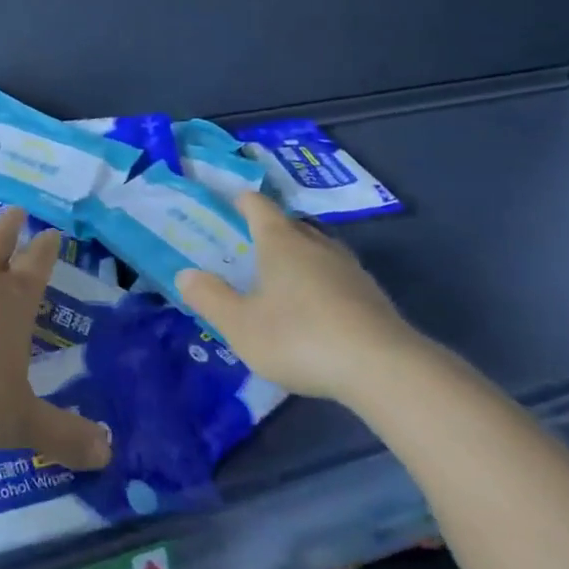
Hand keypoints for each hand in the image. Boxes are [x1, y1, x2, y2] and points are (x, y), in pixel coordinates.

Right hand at [174, 190, 433, 403]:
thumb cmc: (299, 337)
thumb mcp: (241, 325)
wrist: (382, 368)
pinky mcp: (371, 295)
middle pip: (290, 224)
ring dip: (298, 254)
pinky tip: (314, 306)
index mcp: (280, 243)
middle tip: (249, 243)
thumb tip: (185, 274)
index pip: (259, 206)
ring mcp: (349, 268)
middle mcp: (316, 245)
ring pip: (317, 248)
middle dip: (270, 229)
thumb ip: (211, 298)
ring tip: (281, 274)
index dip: (243, 201)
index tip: (232, 200)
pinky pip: (336, 275)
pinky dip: (320, 281)